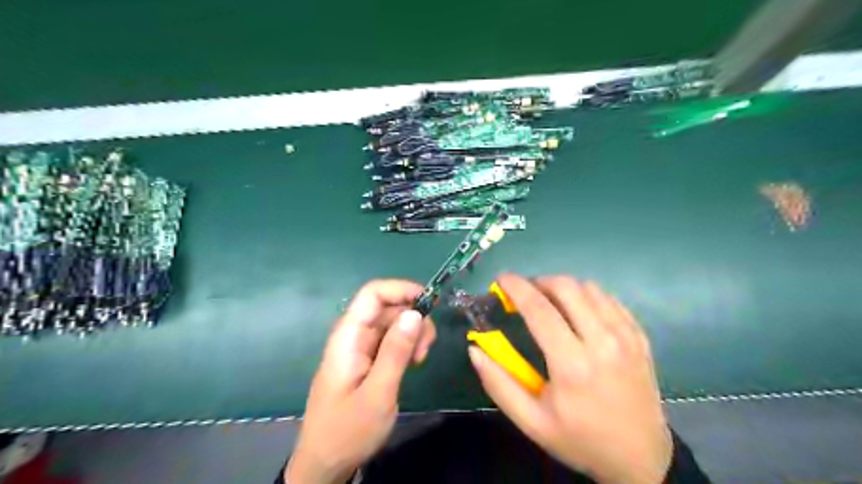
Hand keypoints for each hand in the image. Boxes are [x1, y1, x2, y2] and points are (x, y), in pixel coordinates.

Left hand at [287, 279, 437, 483]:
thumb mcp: (378, 392)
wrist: (326, 462)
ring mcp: (361, 347)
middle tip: (427, 346)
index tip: (429, 302)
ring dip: (413, 333)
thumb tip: (415, 313)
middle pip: (387, 306)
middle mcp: (354, 335)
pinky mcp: (368, 359)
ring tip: (420, 359)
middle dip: (413, 317)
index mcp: (349, 337)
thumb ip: (396, 351)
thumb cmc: (348, 430)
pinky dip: (407, 345)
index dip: (401, 289)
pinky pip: (391, 339)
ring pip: (393, 322)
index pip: (372, 294)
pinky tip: (413, 362)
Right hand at [469, 274, 668, 483]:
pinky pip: (609, 299)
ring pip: (589, 288)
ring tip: (549, 302)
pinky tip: (577, 311)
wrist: (641, 458)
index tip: (501, 279)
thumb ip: (499, 384)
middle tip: (525, 293)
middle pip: (566, 288)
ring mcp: (626, 337)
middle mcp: (602, 342)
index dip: (516, 288)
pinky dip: (587, 296)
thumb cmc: (580, 439)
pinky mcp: (639, 336)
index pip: (539, 309)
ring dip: (562, 287)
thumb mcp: (531, 422)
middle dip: (539, 281)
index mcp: (572, 365)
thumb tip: (475, 349)